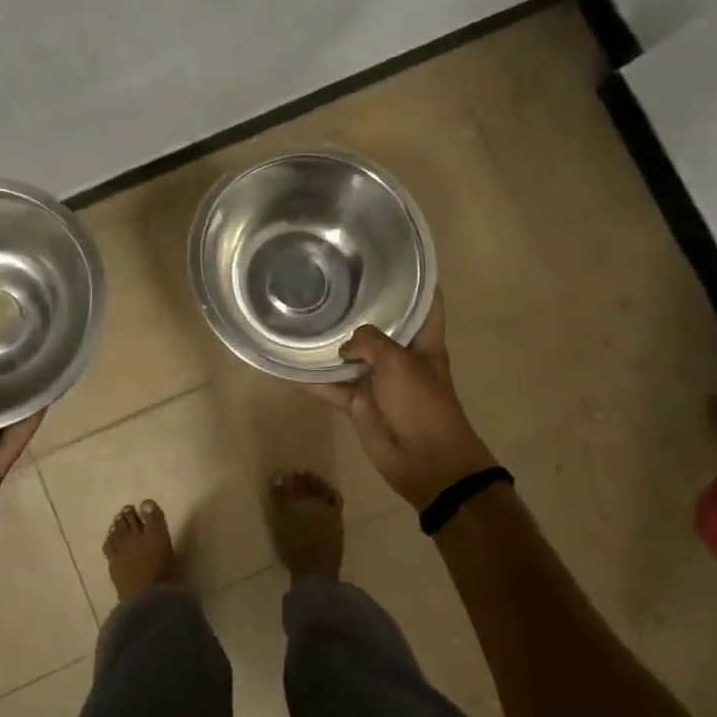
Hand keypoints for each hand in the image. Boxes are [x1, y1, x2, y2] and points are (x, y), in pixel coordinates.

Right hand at [310, 293, 497, 509]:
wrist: (425, 460)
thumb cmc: (421, 403)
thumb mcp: (399, 362)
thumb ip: (370, 342)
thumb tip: (346, 346)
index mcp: (423, 341)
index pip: (427, 302)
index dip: (418, 279)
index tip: (398, 255)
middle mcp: (400, 355)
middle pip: (381, 325)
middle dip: (361, 306)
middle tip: (332, 277)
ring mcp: (377, 379)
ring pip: (351, 355)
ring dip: (332, 343)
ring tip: (304, 313)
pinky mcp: (359, 402)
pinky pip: (332, 386)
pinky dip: (313, 379)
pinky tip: (289, 363)